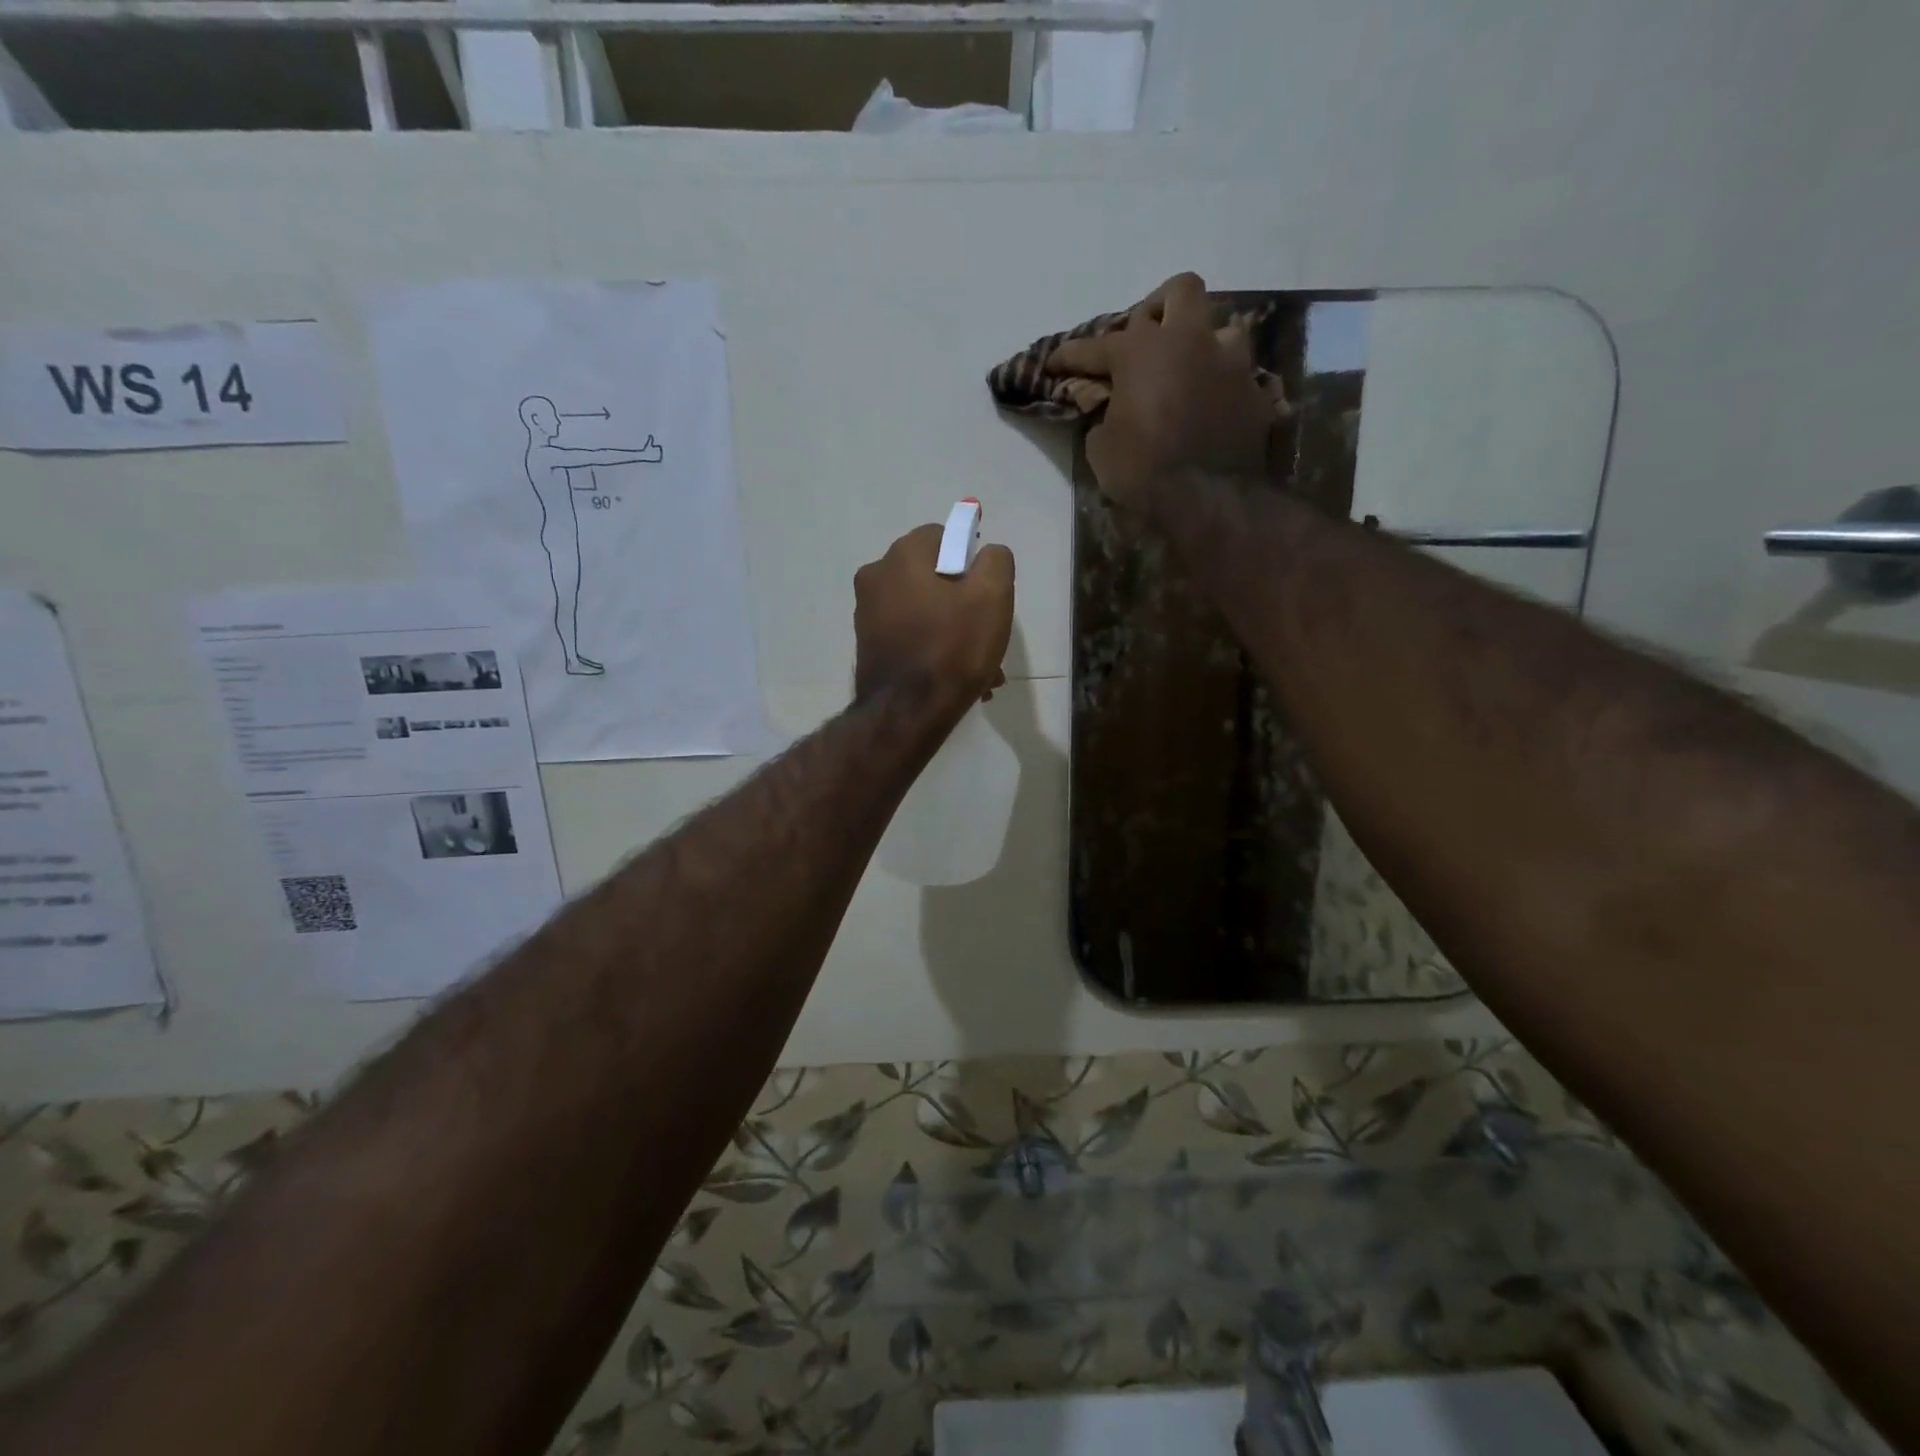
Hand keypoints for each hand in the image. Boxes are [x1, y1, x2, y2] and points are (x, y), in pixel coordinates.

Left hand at [853, 524, 1014, 714]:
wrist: (908, 713)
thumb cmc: (953, 648)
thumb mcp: (992, 596)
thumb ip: (995, 560)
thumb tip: (987, 554)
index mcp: (903, 555)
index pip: (945, 537)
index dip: (971, 563)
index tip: (985, 595)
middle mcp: (876, 576)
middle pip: (933, 577)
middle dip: (963, 604)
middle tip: (986, 637)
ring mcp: (867, 613)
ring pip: (924, 611)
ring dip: (952, 633)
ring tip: (978, 669)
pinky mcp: (868, 645)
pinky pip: (910, 636)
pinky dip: (932, 649)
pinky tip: (952, 679)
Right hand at [1046, 272, 1283, 514]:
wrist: (1206, 500)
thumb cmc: (1142, 471)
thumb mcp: (1102, 447)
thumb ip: (1104, 415)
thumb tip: (1110, 409)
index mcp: (1143, 351)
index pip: (1098, 344)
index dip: (1071, 355)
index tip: (1054, 362)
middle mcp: (1191, 341)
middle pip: (1182, 291)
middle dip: (1159, 309)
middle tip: (1146, 337)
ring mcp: (1231, 364)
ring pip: (1223, 329)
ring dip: (1204, 345)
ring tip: (1190, 371)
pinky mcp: (1257, 393)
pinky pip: (1242, 378)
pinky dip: (1224, 388)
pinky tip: (1214, 407)